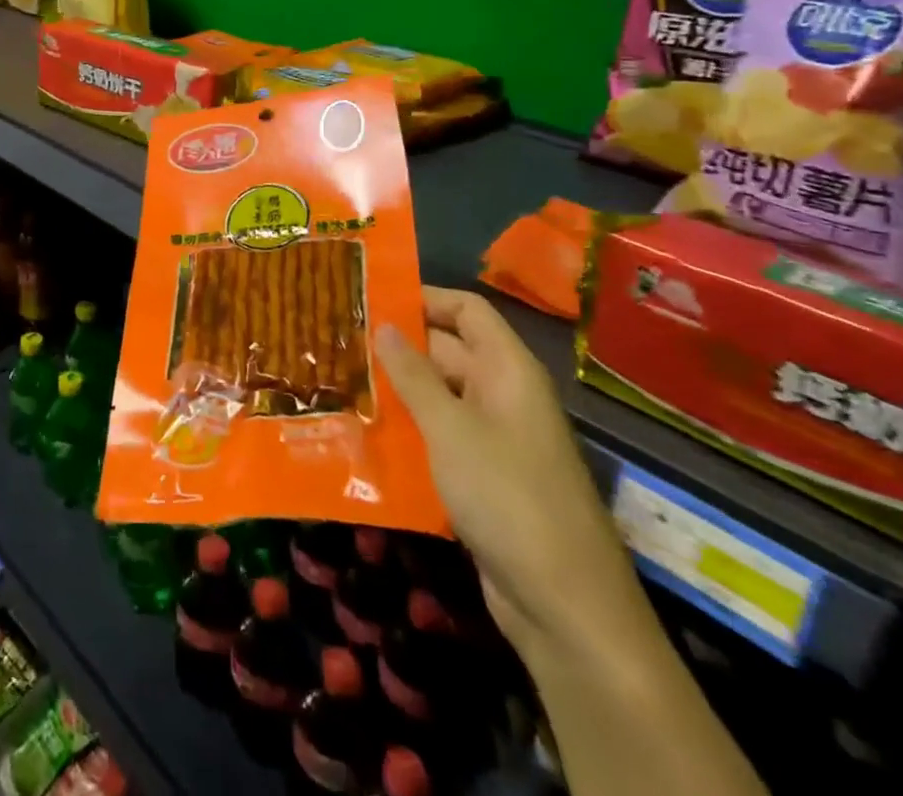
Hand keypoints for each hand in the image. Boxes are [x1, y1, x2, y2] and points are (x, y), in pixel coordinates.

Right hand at [375, 289, 652, 664]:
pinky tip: (363, 432)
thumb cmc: (508, 496)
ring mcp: (494, 438)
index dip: (424, 297)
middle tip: (338, 339)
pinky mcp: (482, 476)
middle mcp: (503, 395)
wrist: (565, 605)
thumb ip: (413, 375)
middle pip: (448, 351)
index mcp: (508, 370)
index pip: (467, 310)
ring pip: (438, 396)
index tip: (370, 298)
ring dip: (396, 390)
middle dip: (397, 345)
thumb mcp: (450, 428)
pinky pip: (439, 436)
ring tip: (338, 380)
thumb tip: (384, 325)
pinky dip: (406, 430)